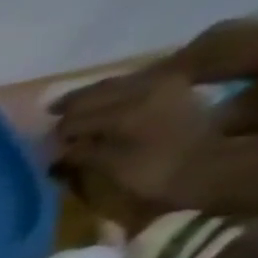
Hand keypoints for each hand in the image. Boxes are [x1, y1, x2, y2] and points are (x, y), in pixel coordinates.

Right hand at [52, 69, 218, 208]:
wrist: (212, 167)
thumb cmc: (158, 173)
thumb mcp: (112, 167)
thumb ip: (83, 153)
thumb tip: (58, 149)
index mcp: (127, 108)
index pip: (78, 116)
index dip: (58, 132)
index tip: (45, 146)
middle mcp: (146, 87)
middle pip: (98, 92)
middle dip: (73, 107)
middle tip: (51, 117)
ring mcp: (163, 84)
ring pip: (117, 84)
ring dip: (93, 97)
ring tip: (72, 110)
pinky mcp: (175, 88)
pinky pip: (135, 84)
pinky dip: (113, 95)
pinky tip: (104, 106)